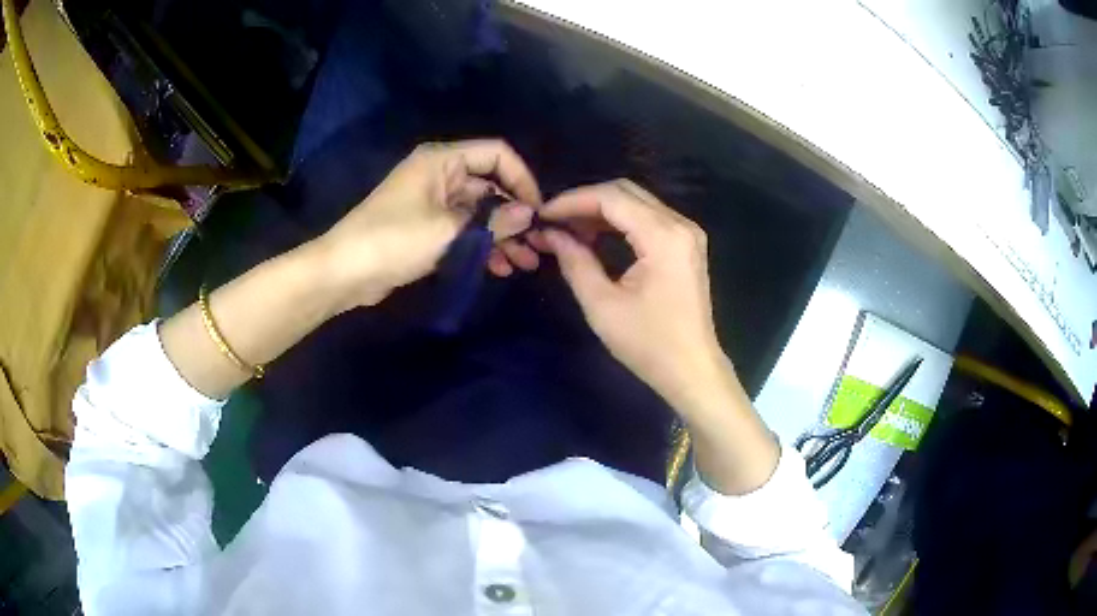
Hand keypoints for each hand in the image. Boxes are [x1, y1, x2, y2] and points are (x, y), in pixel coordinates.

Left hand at [312, 140, 540, 312]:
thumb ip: (494, 220)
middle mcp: (440, 174)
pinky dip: (481, 245)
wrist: (344, 272)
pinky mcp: (427, 228)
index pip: (497, 154)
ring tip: (525, 263)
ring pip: (479, 212)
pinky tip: (499, 268)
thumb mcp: (449, 230)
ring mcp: (433, 203)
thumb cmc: (394, 240)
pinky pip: (463, 230)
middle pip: (491, 185)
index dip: (523, 179)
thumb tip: (531, 213)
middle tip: (537, 246)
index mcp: (443, 160)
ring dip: (502, 235)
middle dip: (515, 215)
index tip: (539, 211)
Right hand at [540, 180, 728, 409]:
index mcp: (663, 237)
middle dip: (585, 202)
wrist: (692, 370)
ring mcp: (687, 233)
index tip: (542, 215)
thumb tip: (550, 234)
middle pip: (625, 192)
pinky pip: (648, 218)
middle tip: (553, 222)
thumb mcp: (602, 305)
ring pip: (636, 202)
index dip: (572, 201)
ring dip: (601, 210)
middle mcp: (680, 224)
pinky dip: (619, 221)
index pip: (611, 198)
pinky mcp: (686, 244)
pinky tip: (595, 236)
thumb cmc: (649, 344)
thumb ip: (575, 261)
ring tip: (568, 231)